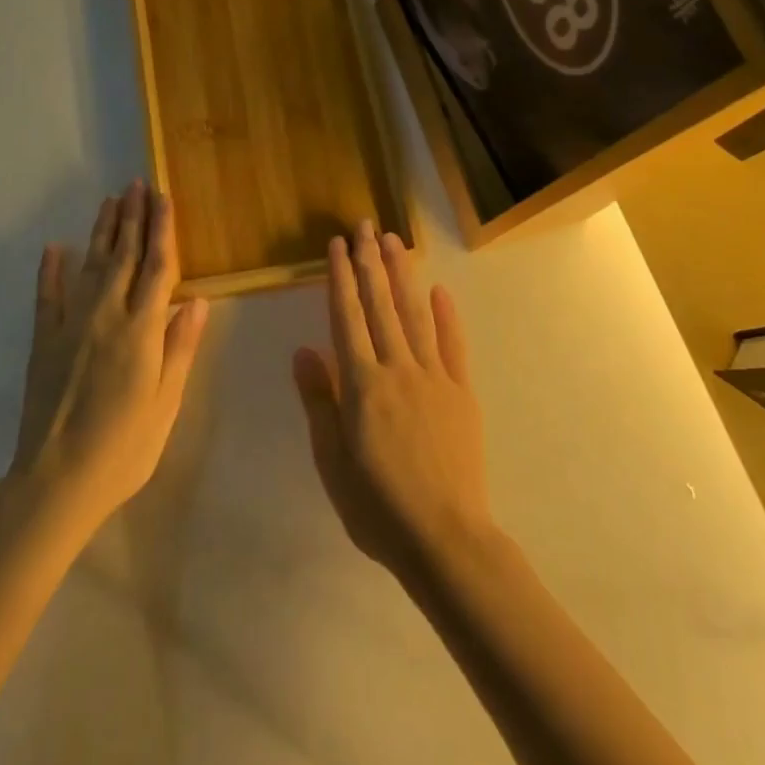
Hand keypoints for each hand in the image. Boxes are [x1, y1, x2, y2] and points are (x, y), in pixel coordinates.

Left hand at [10, 182, 210, 534]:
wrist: (57, 479)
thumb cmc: (124, 446)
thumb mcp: (166, 401)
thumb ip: (180, 346)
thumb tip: (197, 299)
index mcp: (142, 329)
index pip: (158, 266)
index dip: (162, 229)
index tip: (163, 198)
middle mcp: (107, 315)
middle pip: (124, 255)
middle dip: (132, 217)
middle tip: (136, 184)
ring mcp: (70, 324)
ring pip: (91, 265)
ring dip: (102, 231)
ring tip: (109, 201)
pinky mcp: (43, 341)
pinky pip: (47, 296)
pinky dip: (51, 269)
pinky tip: (55, 247)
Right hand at [292, 221, 494, 583]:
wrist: (445, 539)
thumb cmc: (377, 506)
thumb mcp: (332, 460)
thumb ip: (319, 400)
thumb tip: (303, 350)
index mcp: (362, 384)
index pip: (346, 316)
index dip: (340, 277)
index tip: (337, 245)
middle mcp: (397, 368)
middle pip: (380, 305)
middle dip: (370, 262)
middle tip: (366, 224)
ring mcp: (433, 378)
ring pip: (415, 315)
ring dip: (403, 275)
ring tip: (394, 241)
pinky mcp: (461, 393)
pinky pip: (453, 346)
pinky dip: (446, 315)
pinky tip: (440, 290)